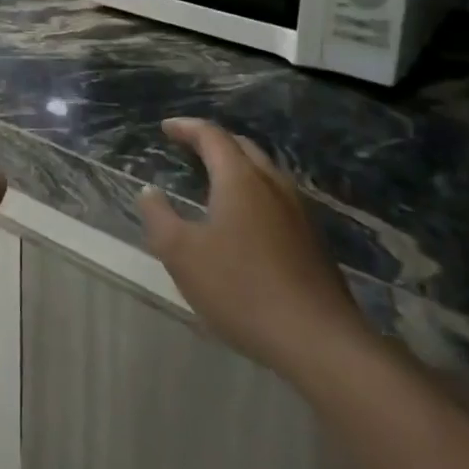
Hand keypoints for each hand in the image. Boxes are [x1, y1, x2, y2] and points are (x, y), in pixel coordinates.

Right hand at [139, 118, 371, 379]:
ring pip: (265, 173)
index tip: (165, 128)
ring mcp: (299, 213)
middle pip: (243, 148)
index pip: (212, 136)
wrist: (318, 341)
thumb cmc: (240, 288)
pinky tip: (245, 219)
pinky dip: (253, 192)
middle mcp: (273, 185)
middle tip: (188, 147)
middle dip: (213, 142)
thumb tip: (149, 192)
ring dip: (237, 166)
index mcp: (240, 179)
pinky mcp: (313, 241)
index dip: (186, 127)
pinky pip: (277, 198)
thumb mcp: (180, 253)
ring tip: (214, 179)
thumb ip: (158, 216)